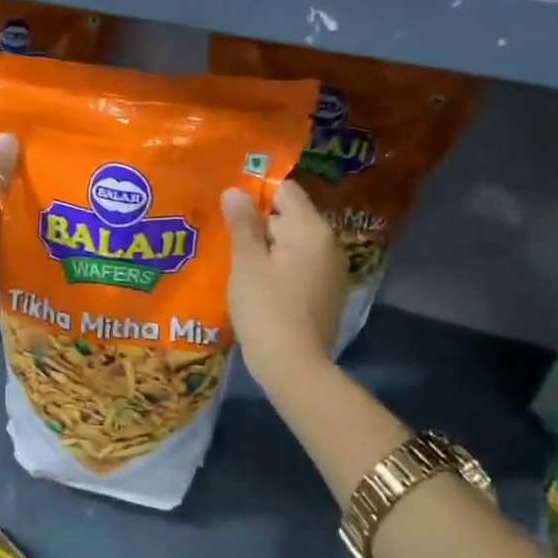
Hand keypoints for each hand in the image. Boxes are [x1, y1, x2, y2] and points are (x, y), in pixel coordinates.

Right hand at [222, 181, 345, 391]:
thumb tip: (236, 190)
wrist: (294, 367)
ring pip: (293, 243)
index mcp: (311, 229)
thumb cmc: (265, 308)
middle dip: (259, 221)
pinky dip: (279, 266)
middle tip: (226, 234)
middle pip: (290, 216)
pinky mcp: (326, 294)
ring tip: (237, 258)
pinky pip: (300, 265)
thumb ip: (242, 222)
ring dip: (268, 246)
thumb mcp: (246, 262)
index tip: (229, 208)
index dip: (256, 193)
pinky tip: (257, 283)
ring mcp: (331, 271)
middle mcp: (328, 244)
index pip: (285, 190)